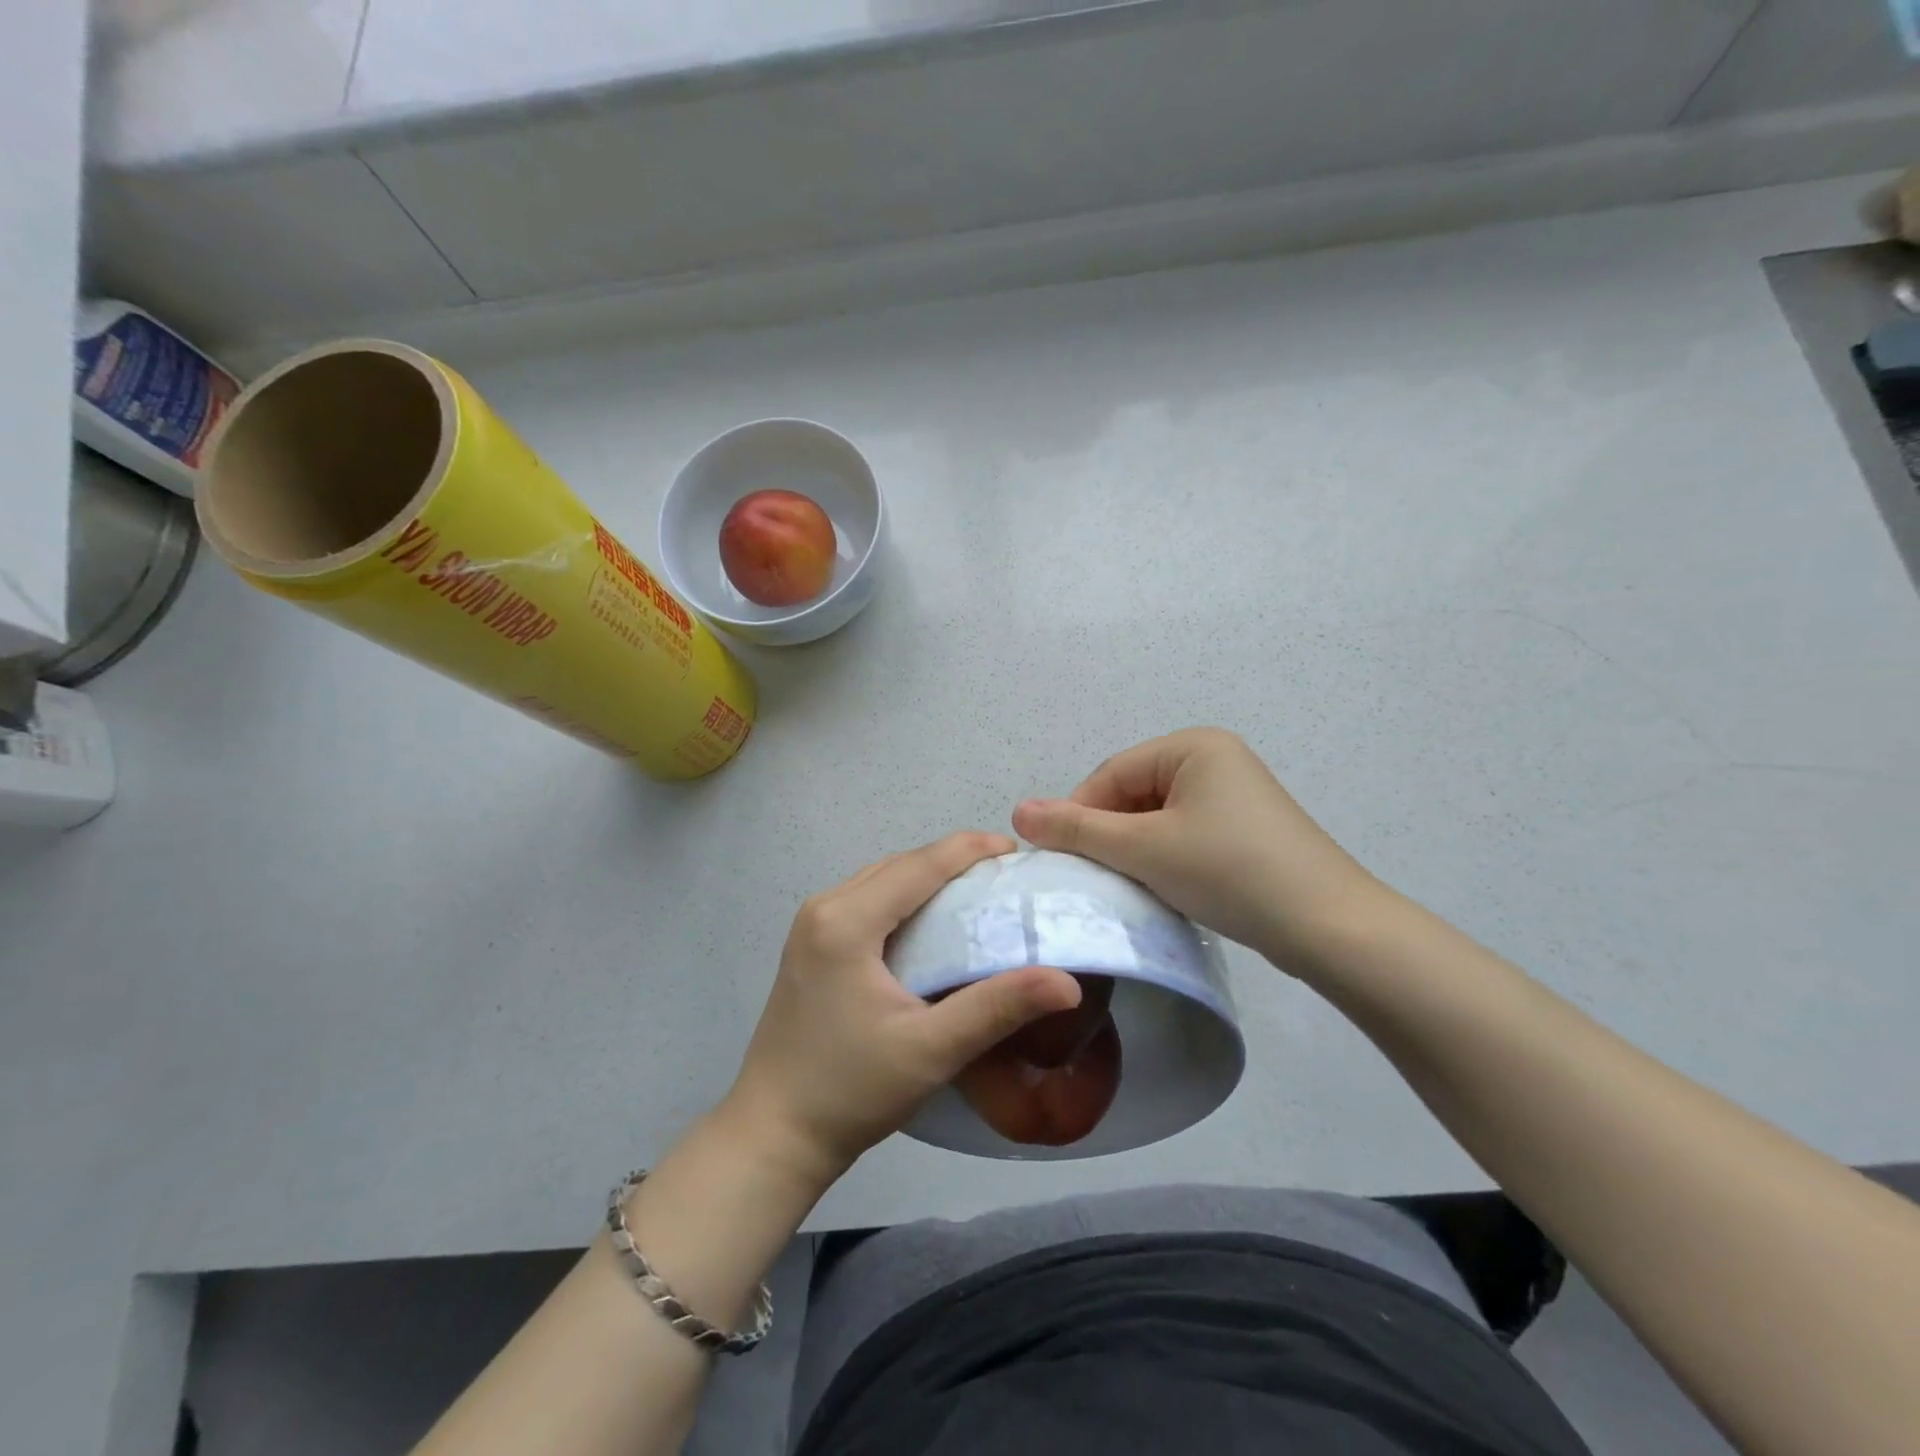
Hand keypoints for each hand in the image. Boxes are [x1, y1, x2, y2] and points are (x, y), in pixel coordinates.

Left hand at [723, 832, 1082, 1185]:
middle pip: (900, 864)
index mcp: (846, 920)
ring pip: (882, 878)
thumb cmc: (851, 1090)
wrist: (774, 1133)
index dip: (971, 850)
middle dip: (953, 860)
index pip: (920, 864)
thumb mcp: (932, 1050)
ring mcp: (810, 924)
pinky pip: (866, 898)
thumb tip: (1067, 982)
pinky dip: (904, 896)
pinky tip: (931, 920)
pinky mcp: (809, 943)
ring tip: (976, 892)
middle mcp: (824, 907)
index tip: (1017, 851)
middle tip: (1005, 877)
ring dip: (927, 876)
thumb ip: (998, 1008)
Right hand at [1012, 728, 1381, 973]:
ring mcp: (1234, 795)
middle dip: (1110, 834)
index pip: (1111, 773)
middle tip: (1095, 879)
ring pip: (1157, 818)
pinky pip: (1185, 834)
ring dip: (1135, 850)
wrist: (1329, 927)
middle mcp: (1215, 759)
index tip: (1062, 859)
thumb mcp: (1145, 849)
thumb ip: (1079, 829)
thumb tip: (1017, 811)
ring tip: (1131, 887)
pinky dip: (1165, 859)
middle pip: (1134, 793)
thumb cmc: (1229, 871)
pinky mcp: (1245, 829)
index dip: (1079, 814)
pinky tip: (1165, 888)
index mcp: (1193, 745)